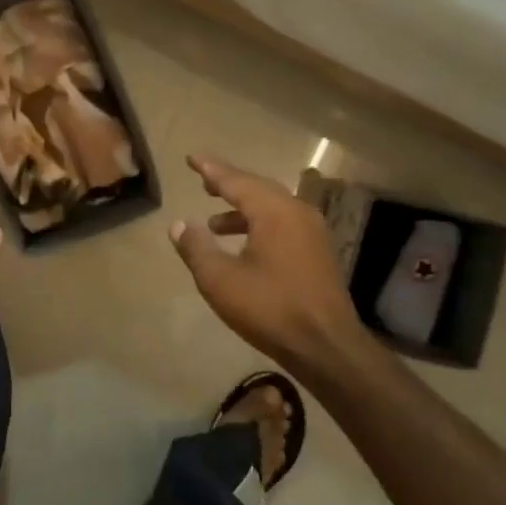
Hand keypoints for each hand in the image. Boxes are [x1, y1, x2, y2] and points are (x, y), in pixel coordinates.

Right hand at [170, 154, 361, 369]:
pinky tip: (244, 245)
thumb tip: (178, 224)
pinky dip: (259, 224)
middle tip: (204, 182)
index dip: (211, 169)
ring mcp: (312, 231)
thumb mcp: (221, 280)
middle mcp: (296, 211)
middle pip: (257, 188)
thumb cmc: (271, 308)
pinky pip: (283, 223)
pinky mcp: (318, 251)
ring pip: (272, 207)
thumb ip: (196, 248)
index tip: (192, 158)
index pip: (236, 180)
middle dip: (229, 185)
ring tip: (214, 222)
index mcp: (274, 211)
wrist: (326, 347)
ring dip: (242, 209)